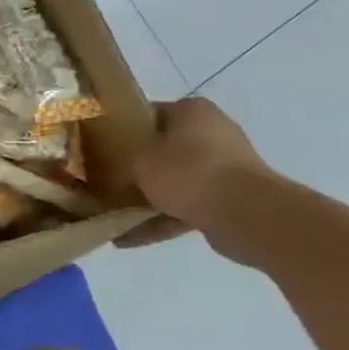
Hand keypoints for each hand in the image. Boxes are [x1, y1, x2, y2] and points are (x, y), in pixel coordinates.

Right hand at [118, 97, 273, 251]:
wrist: (246, 214)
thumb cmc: (188, 173)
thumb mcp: (139, 160)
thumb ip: (123, 160)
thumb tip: (116, 165)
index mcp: (192, 111)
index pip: (149, 113)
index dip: (123, 130)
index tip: (102, 148)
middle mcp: (213, 133)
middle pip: (164, 149)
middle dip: (138, 168)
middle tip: (107, 181)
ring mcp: (226, 168)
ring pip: (176, 181)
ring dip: (148, 199)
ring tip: (113, 217)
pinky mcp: (231, 200)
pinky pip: (188, 206)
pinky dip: (162, 220)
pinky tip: (129, 238)